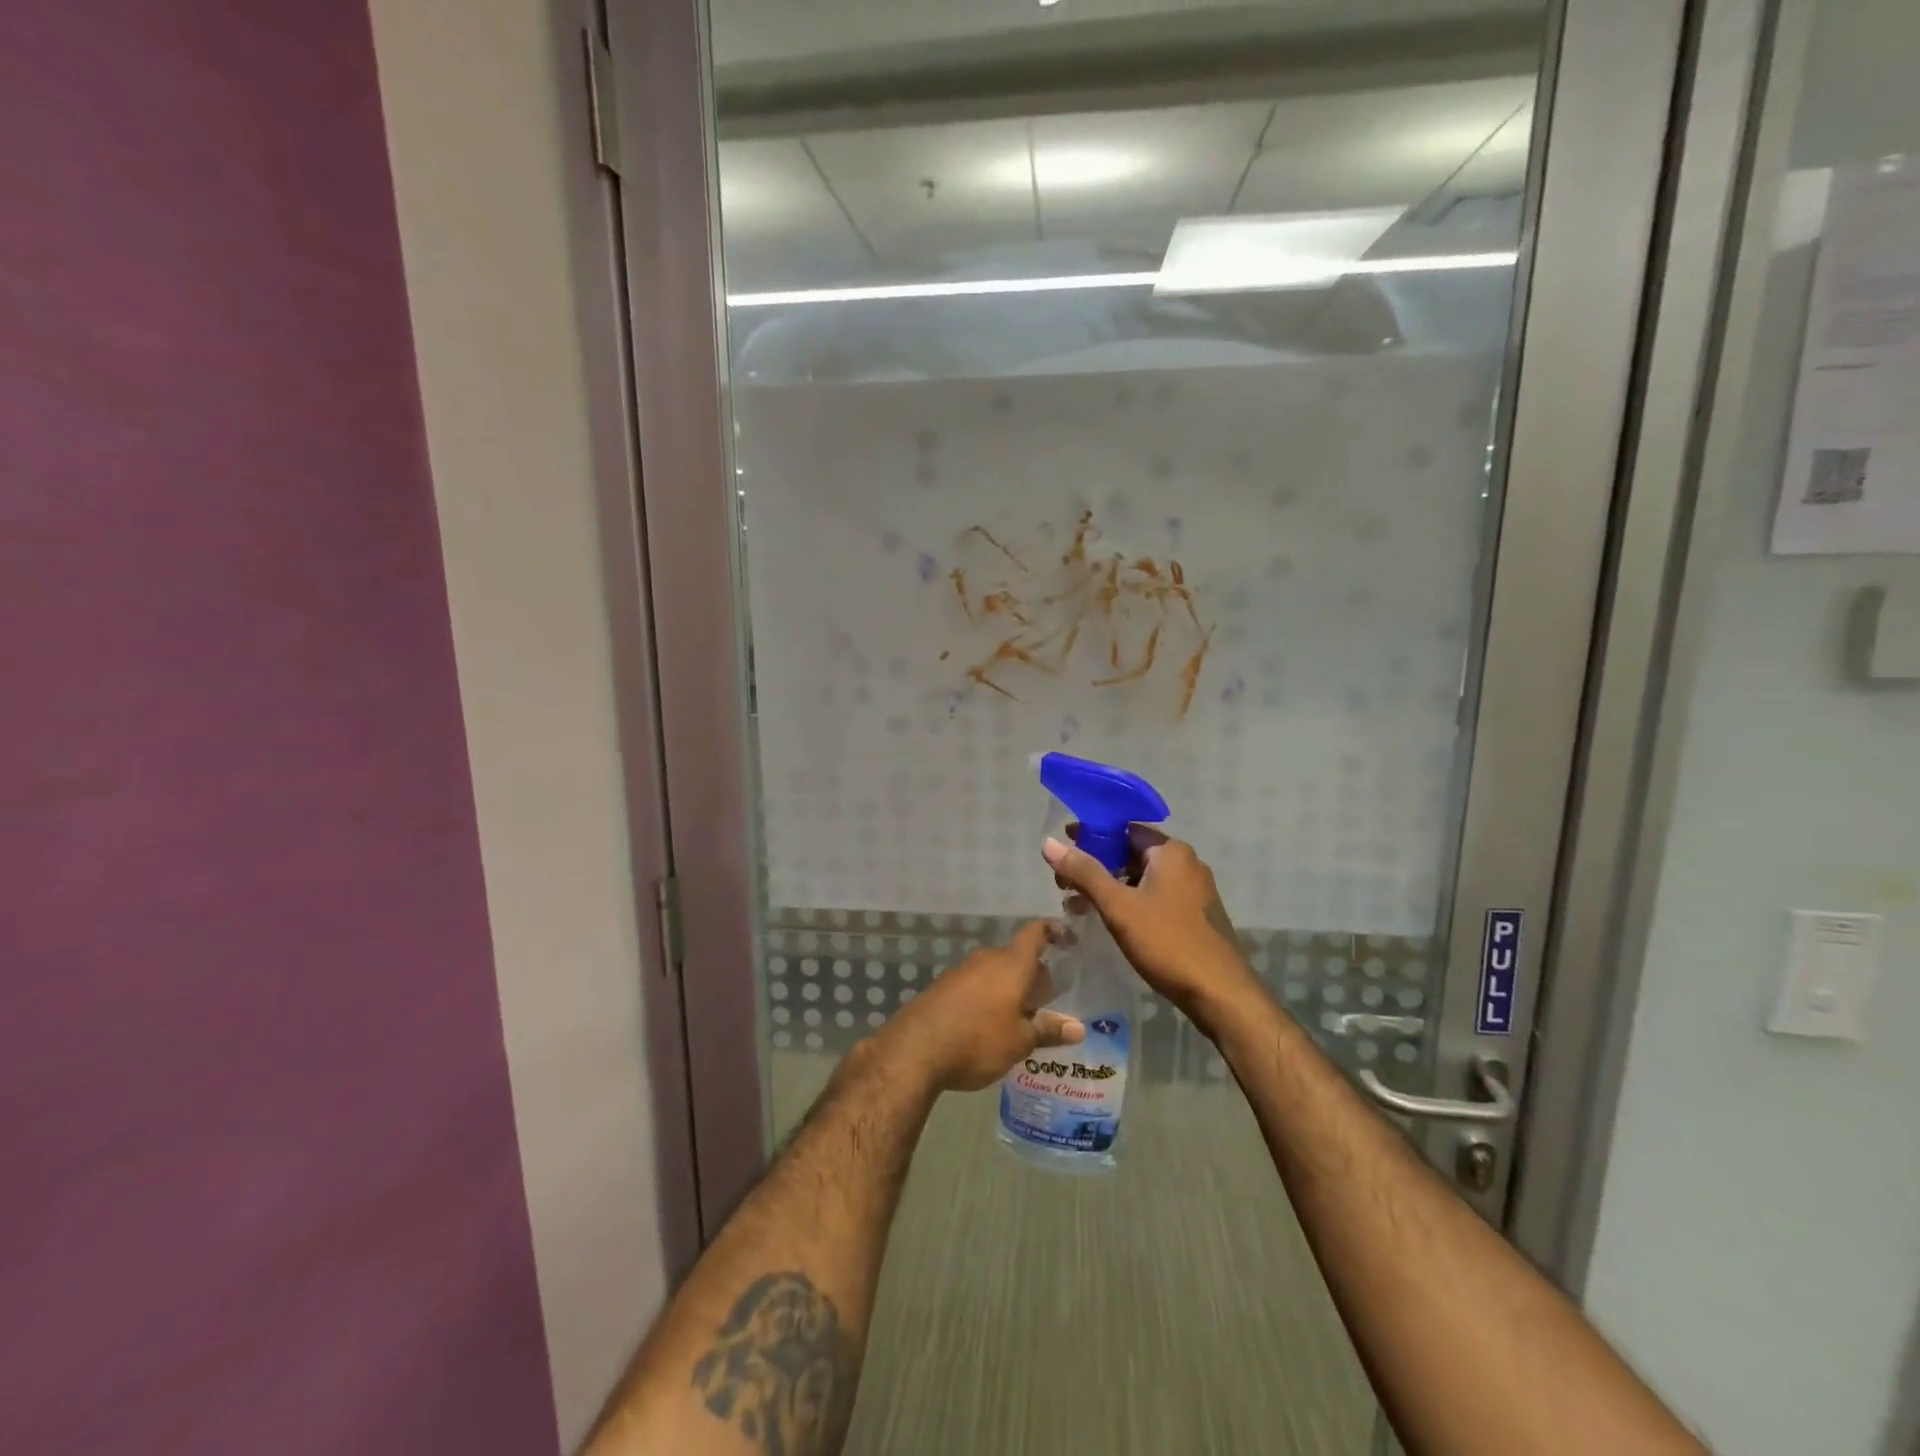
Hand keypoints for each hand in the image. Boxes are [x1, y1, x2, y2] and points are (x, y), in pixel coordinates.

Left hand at [874, 921, 1084, 1092]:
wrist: (916, 1049)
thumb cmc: (978, 1040)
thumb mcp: (1019, 1041)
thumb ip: (1047, 1030)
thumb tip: (1078, 1028)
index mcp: (1011, 964)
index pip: (1035, 933)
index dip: (1053, 931)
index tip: (1067, 938)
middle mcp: (987, 959)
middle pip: (1016, 957)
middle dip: (1033, 974)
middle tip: (1048, 999)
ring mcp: (962, 971)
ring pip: (995, 972)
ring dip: (1010, 988)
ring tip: (1022, 1016)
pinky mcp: (943, 987)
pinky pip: (975, 984)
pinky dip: (989, 996)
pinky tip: (990, 1024)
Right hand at [1042, 831, 1263, 1040]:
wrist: (1220, 994)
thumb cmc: (1167, 942)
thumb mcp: (1118, 906)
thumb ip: (1084, 873)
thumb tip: (1049, 844)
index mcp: (1171, 852)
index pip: (1124, 829)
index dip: (1090, 834)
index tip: (1063, 846)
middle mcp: (1186, 863)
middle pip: (1132, 853)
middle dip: (1096, 865)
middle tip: (1064, 883)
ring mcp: (1194, 891)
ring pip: (1142, 878)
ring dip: (1110, 887)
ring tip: (1079, 906)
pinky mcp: (1196, 916)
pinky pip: (1155, 897)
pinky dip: (1129, 902)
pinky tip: (1110, 921)